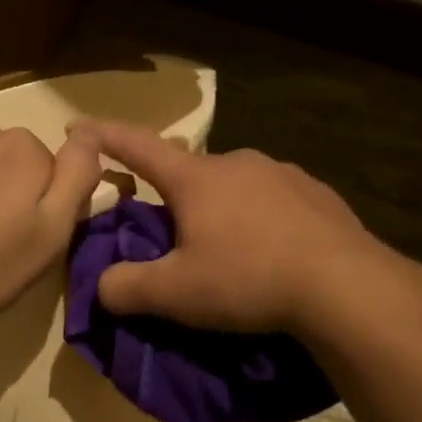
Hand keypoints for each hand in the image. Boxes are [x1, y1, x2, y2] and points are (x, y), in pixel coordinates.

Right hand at [82, 120, 418, 336]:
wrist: (344, 285)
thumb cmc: (247, 280)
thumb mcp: (174, 294)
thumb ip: (126, 288)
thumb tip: (102, 286)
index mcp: (196, 178)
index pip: (138, 147)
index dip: (104, 138)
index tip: (78, 128)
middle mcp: (238, 162)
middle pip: (189, 172)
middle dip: (172, 196)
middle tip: (168, 235)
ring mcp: (283, 174)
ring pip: (234, 186)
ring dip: (219, 209)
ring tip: (224, 251)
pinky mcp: (317, 195)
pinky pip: (272, 201)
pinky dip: (258, 220)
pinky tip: (268, 252)